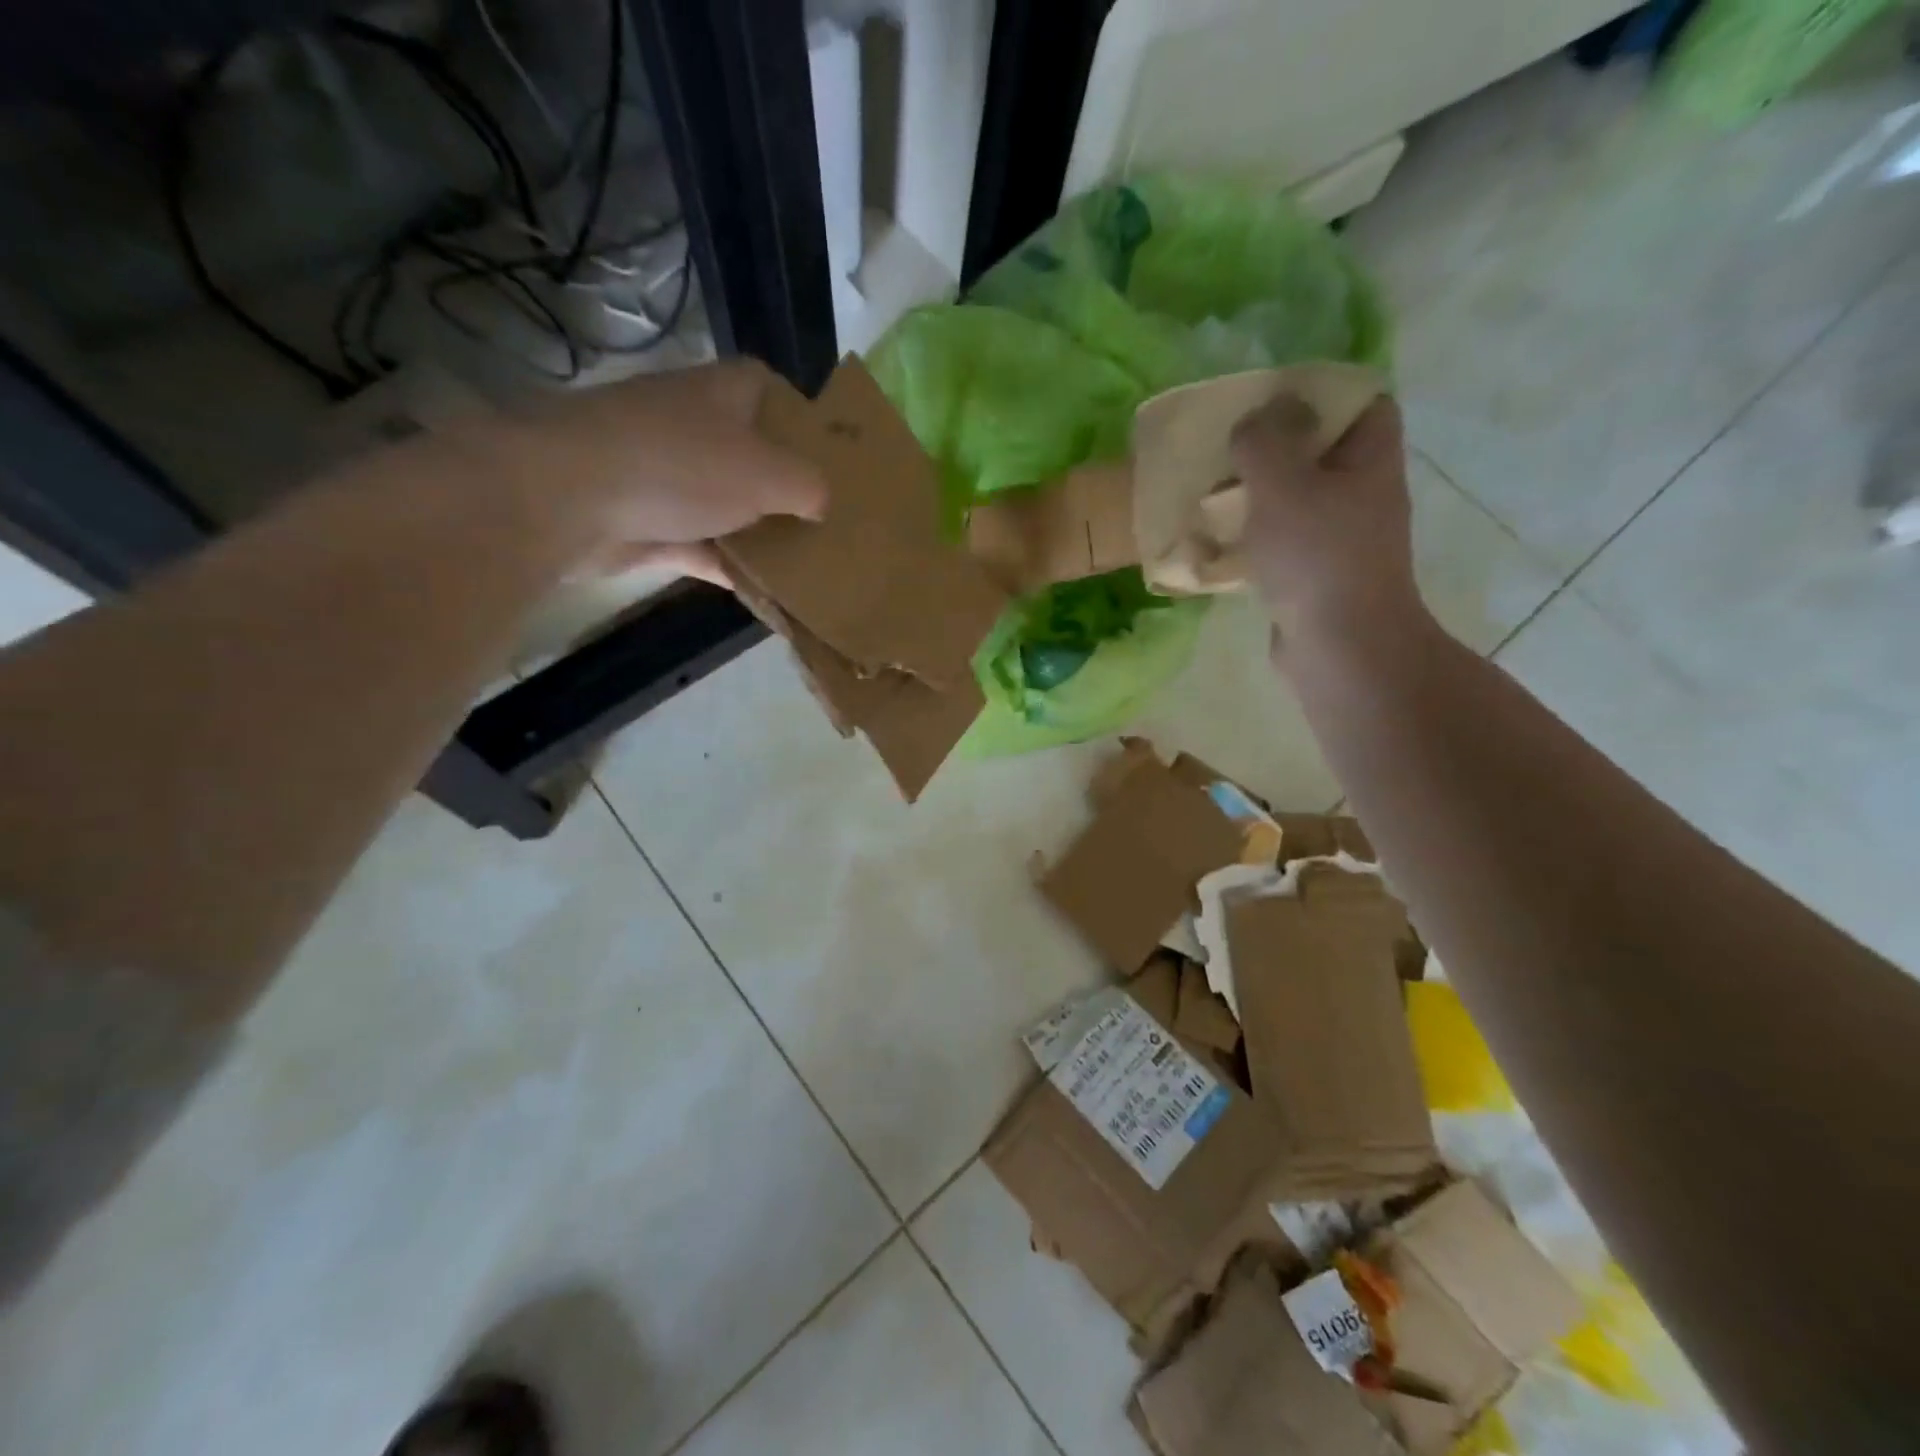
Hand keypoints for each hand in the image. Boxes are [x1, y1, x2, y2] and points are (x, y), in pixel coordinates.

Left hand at [464, 359, 827, 578]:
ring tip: (808, 560)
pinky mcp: (647, 522)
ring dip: (759, 532)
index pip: (768, 388)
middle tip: (828, 519)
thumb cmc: (681, 466)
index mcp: (723, 393)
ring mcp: (666, 476)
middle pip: (752, 453)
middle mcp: (694, 426)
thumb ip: (808, 487)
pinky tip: (765, 592)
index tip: (832, 457)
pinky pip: (702, 546)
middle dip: (787, 486)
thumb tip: (822, 504)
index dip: (801, 417)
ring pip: (727, 504)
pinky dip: (729, 566)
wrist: (570, 498)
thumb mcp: (768, 473)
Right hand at [1228, 392, 1424, 648]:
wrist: (1340, 647)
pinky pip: (1285, 540)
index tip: (1272, 399)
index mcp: (1370, 459)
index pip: (1362, 402)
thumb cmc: (1317, 557)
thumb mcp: (1282, 483)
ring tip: (1216, 490)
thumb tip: (1256, 417)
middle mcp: (1364, 493)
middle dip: (1278, 444)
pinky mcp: (1318, 575)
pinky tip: (1222, 540)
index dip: (1322, 392)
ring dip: (1260, 493)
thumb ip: (1264, 440)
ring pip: (1299, 498)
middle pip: (1324, 450)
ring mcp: (1343, 538)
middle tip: (1231, 445)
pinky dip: (1257, 535)